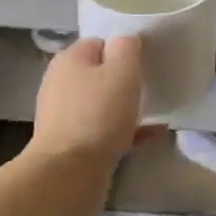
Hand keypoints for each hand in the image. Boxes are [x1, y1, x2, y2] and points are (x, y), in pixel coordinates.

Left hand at [30, 35, 144, 165]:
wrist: (69, 173)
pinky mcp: (71, 144)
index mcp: (69, 60)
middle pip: (97, 74)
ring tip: (154, 111)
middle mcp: (61, 84)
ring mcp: (64, 116)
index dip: (122, 50)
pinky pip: (104, 130)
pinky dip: (125, 130)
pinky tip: (152, 134)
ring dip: (124, 107)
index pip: (98, 42)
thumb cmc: (98, 114)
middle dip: (123, 80)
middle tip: (148, 87)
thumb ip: (127, 48)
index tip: (143, 62)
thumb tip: (125, 42)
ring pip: (101, 104)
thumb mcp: (122, 71)